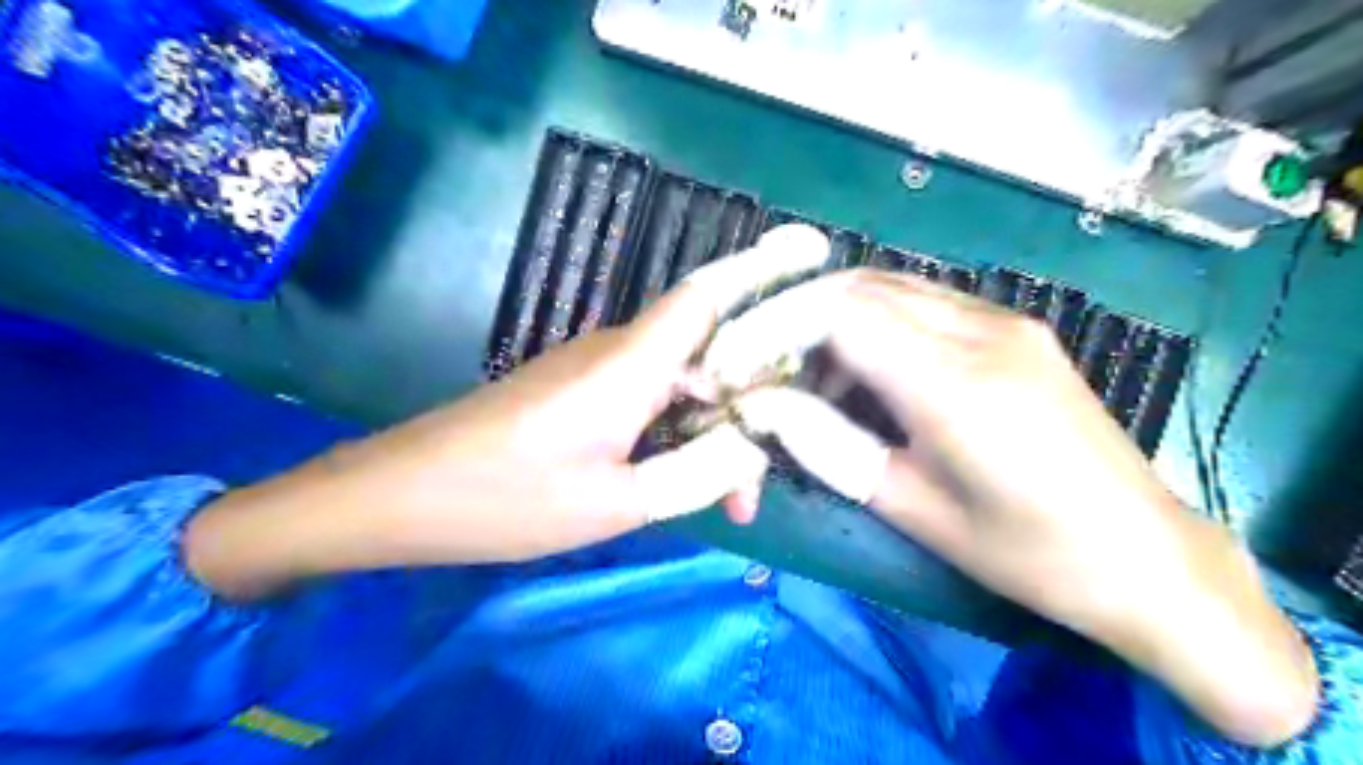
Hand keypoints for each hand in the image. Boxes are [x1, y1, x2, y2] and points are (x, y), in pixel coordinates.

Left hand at [183, 228, 831, 595]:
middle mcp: (619, 351)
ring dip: (713, 434)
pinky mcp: (581, 392)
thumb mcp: (611, 504)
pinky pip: (650, 401)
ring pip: (682, 385)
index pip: (711, 296)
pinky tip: (683, 483)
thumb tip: (752, 446)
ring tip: (729, 503)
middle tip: (758, 485)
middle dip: (750, 406)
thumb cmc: (503, 499)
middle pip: (710, 353)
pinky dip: (679, 437)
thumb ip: (693, 474)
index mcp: (630, 365)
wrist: (401, 495)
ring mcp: (597, 370)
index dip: (765, 268)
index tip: (815, 251)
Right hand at [788, 273, 1322, 745]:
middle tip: (761, 366)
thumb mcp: (914, 509)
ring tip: (809, 381)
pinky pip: (924, 307)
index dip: (774, 324)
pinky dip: (875, 328)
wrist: (1147, 558)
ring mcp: (1006, 322)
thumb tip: (764, 407)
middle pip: (862, 286)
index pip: (842, 311)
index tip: (734, 361)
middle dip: (795, 316)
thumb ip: (831, 447)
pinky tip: (867, 378)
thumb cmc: (1027, 552)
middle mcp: (983, 330)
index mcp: (956, 382)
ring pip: (891, 289)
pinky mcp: (1016, 331)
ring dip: (834, 321)